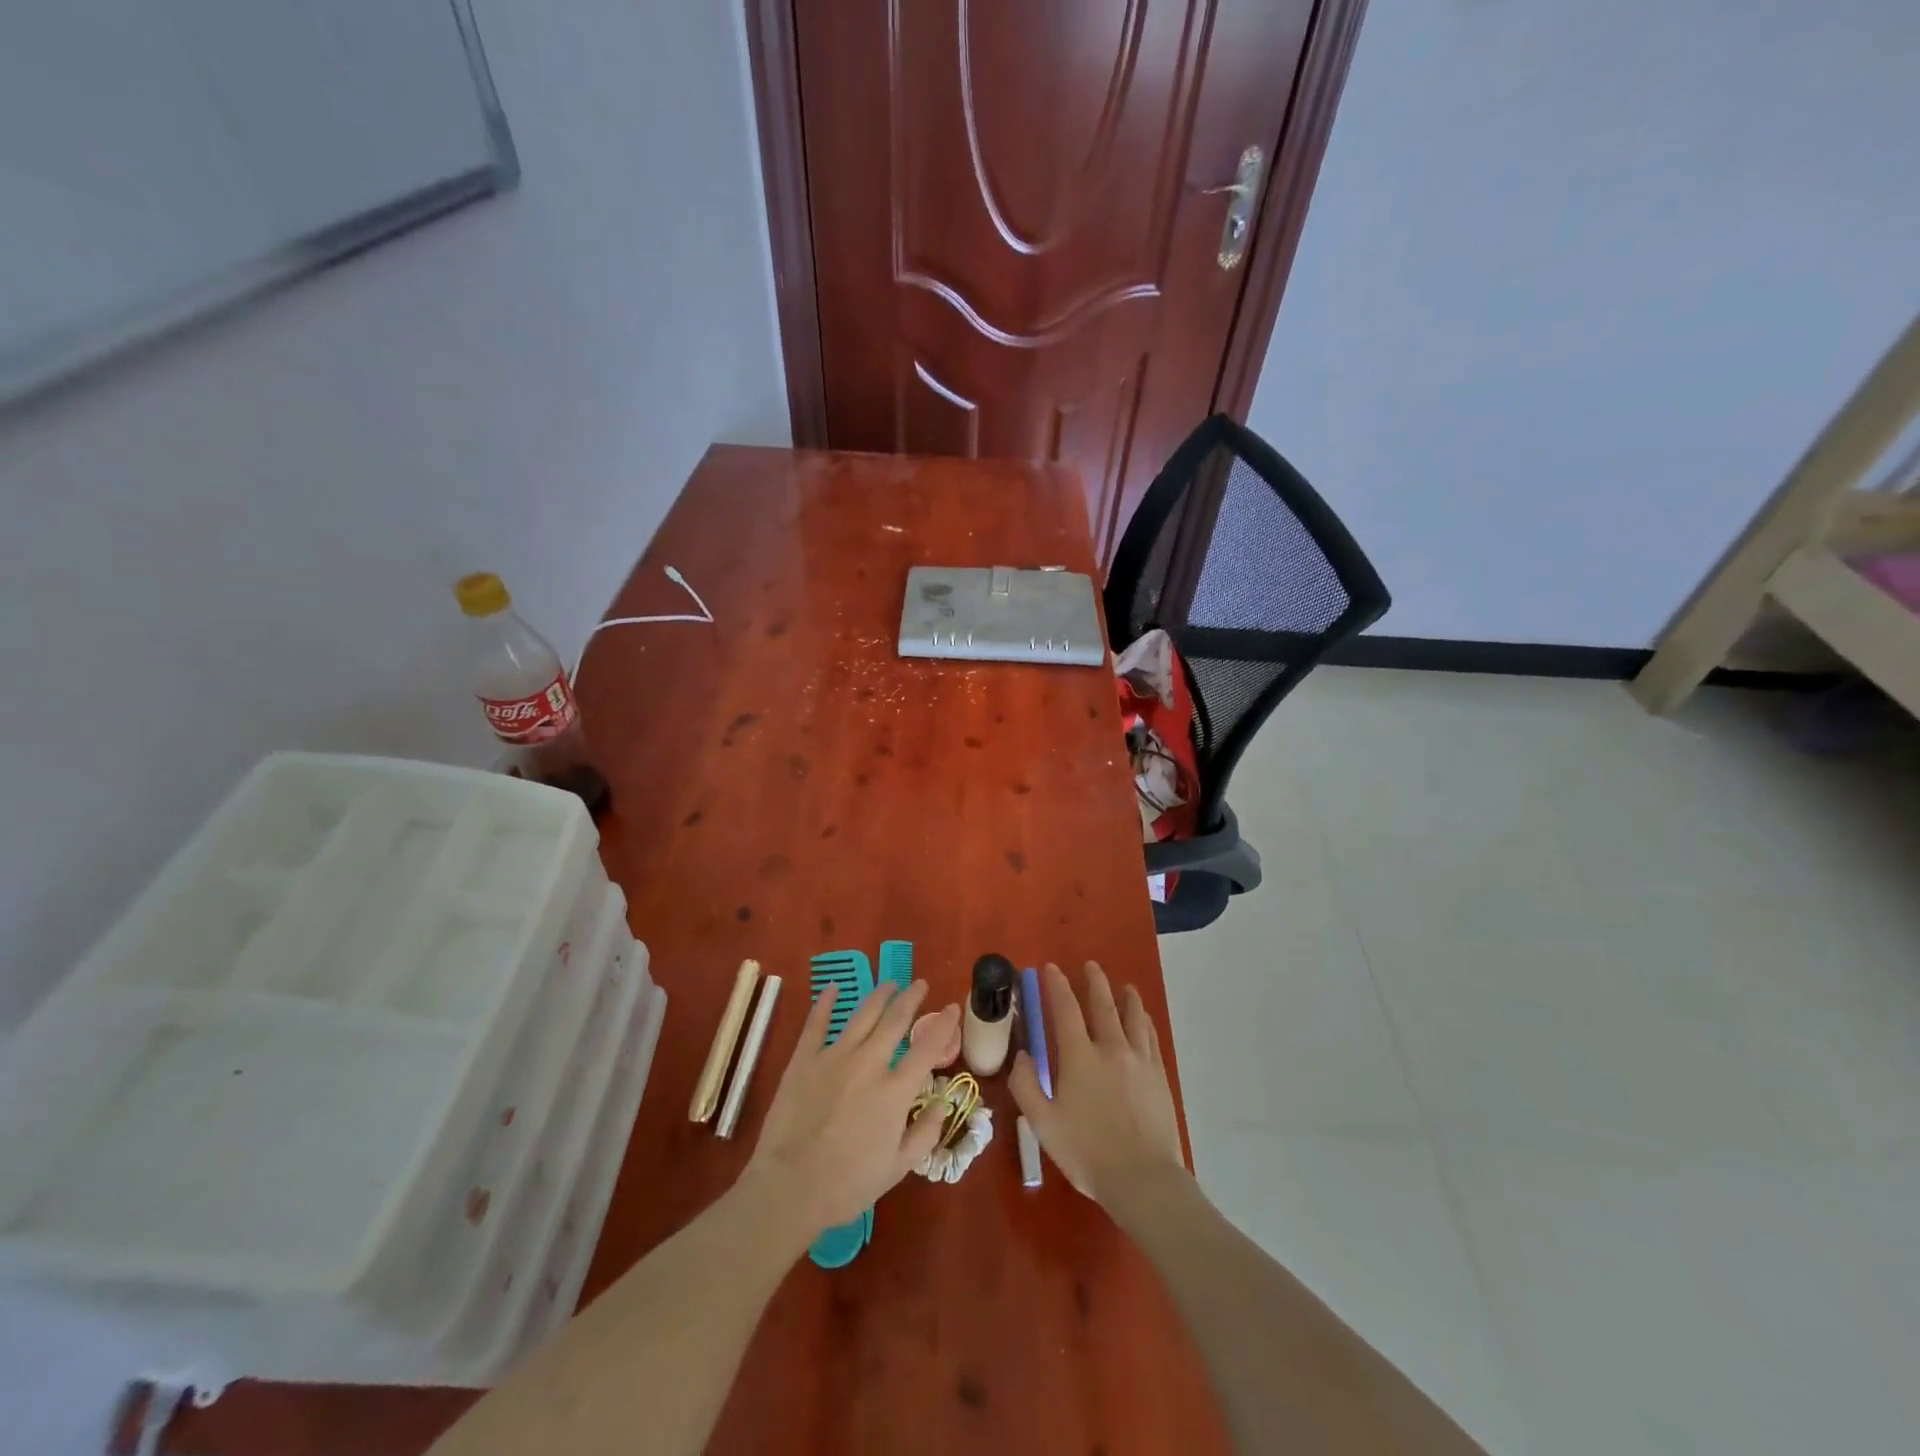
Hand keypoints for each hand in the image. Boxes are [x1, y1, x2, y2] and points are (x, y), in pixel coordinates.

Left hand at [742, 980, 961, 1235]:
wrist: (790, 1188)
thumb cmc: (847, 1185)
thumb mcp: (898, 1168)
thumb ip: (925, 1133)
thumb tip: (941, 1104)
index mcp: (895, 1091)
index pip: (927, 1047)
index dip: (943, 1024)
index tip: (952, 1008)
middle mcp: (869, 1063)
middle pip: (895, 1019)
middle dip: (911, 997)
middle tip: (920, 984)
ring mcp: (834, 1057)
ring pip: (862, 1014)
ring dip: (880, 995)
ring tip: (890, 984)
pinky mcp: (804, 1059)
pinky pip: (817, 1023)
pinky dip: (826, 1003)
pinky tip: (833, 988)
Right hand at [1010, 961, 1185, 1204]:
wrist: (1143, 1179)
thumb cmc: (1087, 1152)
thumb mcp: (1043, 1124)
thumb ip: (1026, 1086)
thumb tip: (1022, 1054)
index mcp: (1079, 1057)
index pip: (1065, 1009)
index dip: (1056, 986)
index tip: (1050, 968)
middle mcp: (1111, 1048)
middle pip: (1103, 1005)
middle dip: (1094, 982)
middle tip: (1090, 965)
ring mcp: (1139, 1060)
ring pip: (1133, 1017)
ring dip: (1126, 997)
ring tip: (1124, 986)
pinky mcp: (1159, 1076)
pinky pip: (1151, 1038)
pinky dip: (1144, 1021)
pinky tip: (1143, 1020)